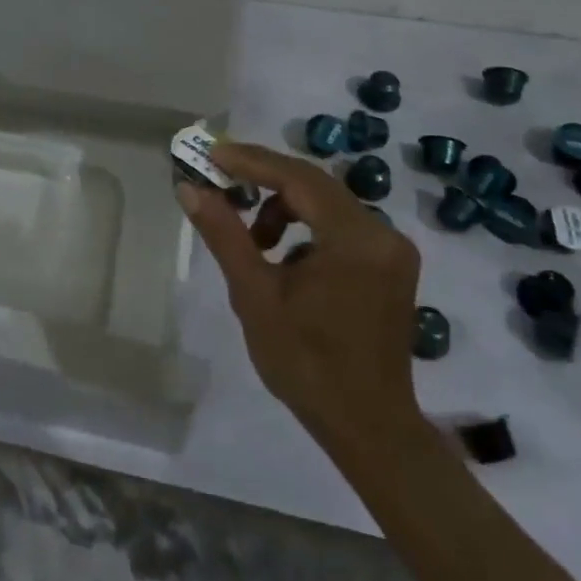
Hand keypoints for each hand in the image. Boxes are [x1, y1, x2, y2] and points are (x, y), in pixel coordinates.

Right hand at [176, 141, 422, 448]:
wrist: (367, 427)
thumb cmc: (306, 364)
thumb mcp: (255, 295)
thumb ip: (224, 234)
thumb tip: (189, 188)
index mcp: (355, 239)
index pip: (298, 178)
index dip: (251, 161)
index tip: (211, 154)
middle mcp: (383, 234)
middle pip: (314, 185)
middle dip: (263, 179)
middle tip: (218, 181)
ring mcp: (391, 250)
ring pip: (326, 204)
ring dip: (284, 208)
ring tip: (253, 242)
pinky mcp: (390, 265)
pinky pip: (339, 226)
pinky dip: (305, 228)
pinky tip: (283, 260)